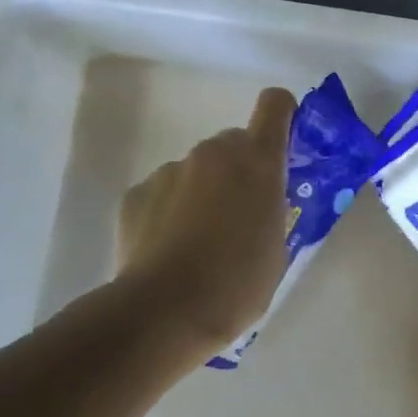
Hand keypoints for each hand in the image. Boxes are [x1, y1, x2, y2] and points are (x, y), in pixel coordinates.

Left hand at [115, 86, 295, 358]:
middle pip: (232, 143)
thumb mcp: (276, 248)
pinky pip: (162, 193)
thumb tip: (257, 203)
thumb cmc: (237, 284)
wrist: (164, 312)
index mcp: (257, 161)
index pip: (275, 105)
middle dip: (238, 170)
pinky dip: (167, 212)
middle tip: (237, 216)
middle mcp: (213, 153)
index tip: (281, 143)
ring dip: (201, 193)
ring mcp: (171, 170)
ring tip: (196, 244)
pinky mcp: (136, 193)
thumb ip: (270, 209)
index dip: (281, 115)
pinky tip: (166, 252)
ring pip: (195, 170)